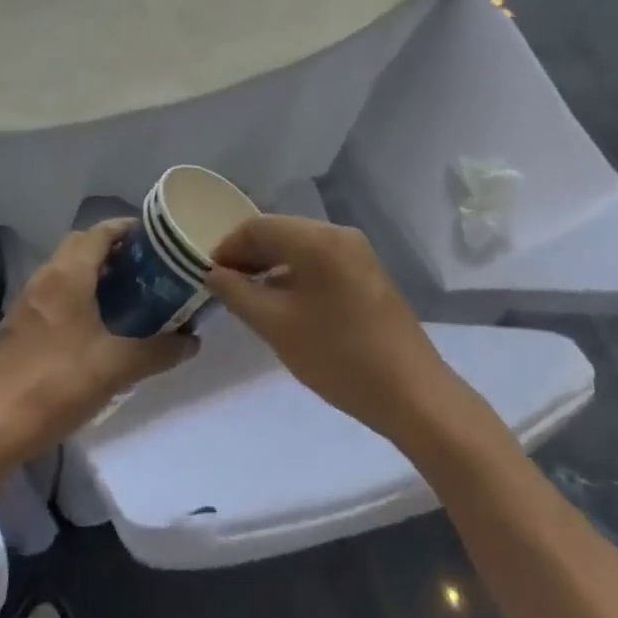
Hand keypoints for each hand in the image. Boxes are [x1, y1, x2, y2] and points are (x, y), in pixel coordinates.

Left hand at [0, 218, 197, 463]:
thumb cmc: (59, 385)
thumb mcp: (117, 368)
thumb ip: (158, 351)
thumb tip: (193, 341)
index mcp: (69, 275)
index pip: (100, 233)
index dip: (126, 228)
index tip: (153, 238)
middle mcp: (45, 277)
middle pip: (80, 244)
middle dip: (110, 247)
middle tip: (141, 267)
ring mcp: (25, 301)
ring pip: (62, 268)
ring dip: (89, 270)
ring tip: (121, 294)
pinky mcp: (15, 325)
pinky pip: (50, 292)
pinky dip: (72, 293)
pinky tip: (89, 325)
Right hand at [205, 215, 459, 443]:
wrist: (411, 392)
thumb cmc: (338, 356)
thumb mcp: (277, 327)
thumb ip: (239, 294)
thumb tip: (214, 273)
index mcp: (316, 239)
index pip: (258, 226)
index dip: (228, 246)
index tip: (206, 274)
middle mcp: (338, 234)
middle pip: (280, 232)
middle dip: (248, 254)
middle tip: (222, 285)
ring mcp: (357, 252)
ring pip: (300, 247)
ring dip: (271, 265)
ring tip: (247, 296)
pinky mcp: (367, 273)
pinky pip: (320, 261)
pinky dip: (295, 274)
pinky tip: (282, 302)